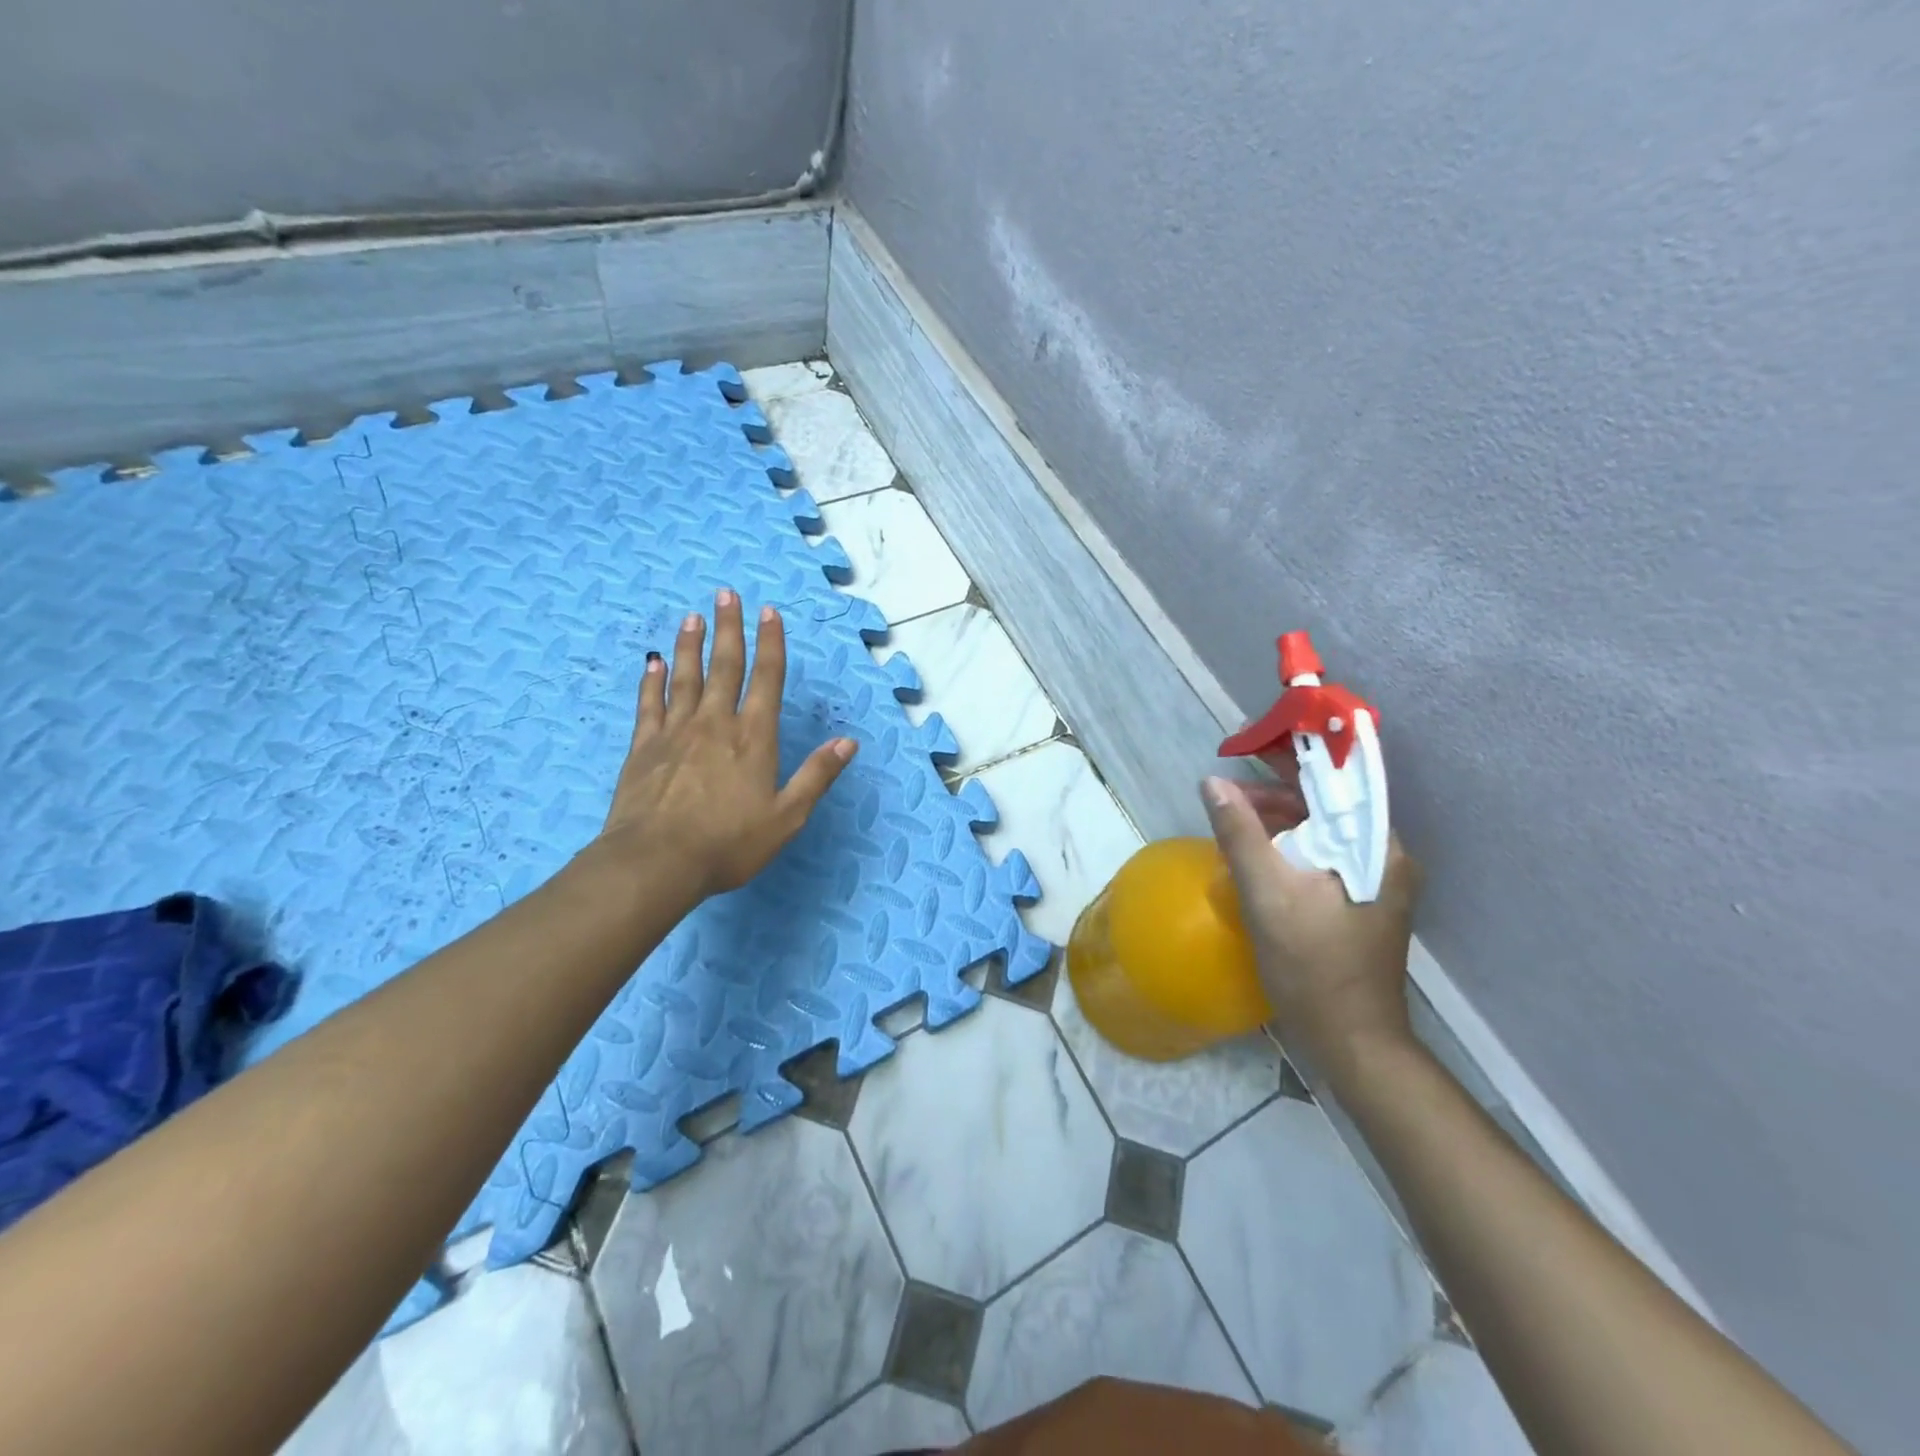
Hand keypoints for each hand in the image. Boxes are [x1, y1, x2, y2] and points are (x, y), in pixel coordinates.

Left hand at [588, 589, 856, 901]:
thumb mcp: (787, 817)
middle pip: (725, 666)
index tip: (769, 612)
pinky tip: (652, 664)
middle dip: (729, 629)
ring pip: (685, 677)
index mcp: (754, 738)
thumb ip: (817, 776)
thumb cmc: (729, 843)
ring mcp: (675, 732)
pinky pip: (649, 704)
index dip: (771, 644)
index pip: (766, 679)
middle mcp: (715, 724)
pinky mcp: (644, 747)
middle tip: (726, 595)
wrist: (656, 862)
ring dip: (690, 645)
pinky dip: (652, 681)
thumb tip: (848, 742)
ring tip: (692, 618)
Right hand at [1201, 774, 1422, 1083]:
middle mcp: (1384, 855)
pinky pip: (1320, 854)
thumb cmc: (1313, 968)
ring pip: (1321, 828)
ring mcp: (1374, 879)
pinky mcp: (1359, 900)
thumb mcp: (1267, 895)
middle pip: (1326, 802)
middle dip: (1275, 788)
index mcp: (1375, 846)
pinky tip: (1255, 852)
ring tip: (1232, 817)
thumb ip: (1240, 834)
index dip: (1291, 752)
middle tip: (1226, 787)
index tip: (1247, 739)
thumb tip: (1213, 782)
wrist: (1354, 1043)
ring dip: (1277, 818)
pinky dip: (1287, 844)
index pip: (1334, 778)